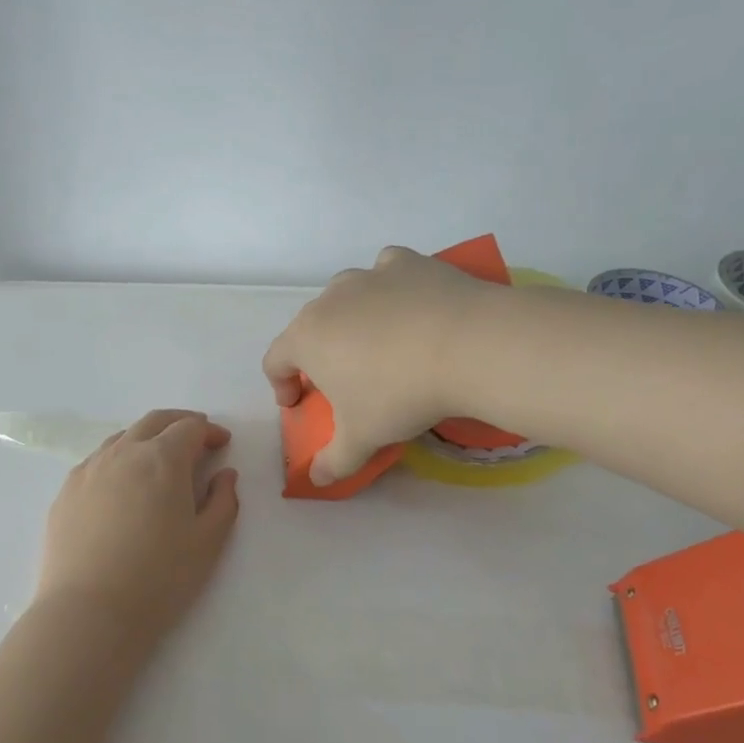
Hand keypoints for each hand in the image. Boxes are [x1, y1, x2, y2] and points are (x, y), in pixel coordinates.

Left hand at [33, 409, 240, 639]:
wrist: (89, 611)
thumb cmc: (159, 577)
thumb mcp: (208, 542)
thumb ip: (223, 501)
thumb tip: (224, 474)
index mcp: (162, 459)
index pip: (190, 427)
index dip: (210, 431)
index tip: (222, 443)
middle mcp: (123, 452)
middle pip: (154, 421)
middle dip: (179, 423)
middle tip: (195, 439)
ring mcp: (89, 469)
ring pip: (122, 437)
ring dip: (147, 439)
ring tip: (159, 460)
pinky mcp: (66, 491)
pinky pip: (98, 461)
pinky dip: (119, 459)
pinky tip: (123, 485)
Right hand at [263, 246, 500, 483]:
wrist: (468, 346)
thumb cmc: (398, 395)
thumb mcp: (362, 438)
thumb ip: (334, 461)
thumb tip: (317, 479)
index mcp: (306, 339)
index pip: (275, 360)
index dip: (280, 385)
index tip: (297, 404)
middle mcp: (329, 300)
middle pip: (309, 327)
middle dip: (318, 353)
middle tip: (342, 381)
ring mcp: (369, 276)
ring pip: (346, 295)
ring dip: (351, 318)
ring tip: (378, 344)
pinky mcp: (408, 263)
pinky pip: (386, 271)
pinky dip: (389, 288)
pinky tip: (407, 305)